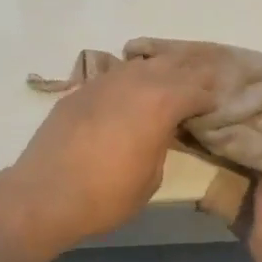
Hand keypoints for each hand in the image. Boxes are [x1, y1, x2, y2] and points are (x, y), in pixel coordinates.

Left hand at [0, 48, 220, 256]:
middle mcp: (133, 83)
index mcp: (160, 103)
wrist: (45, 194)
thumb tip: (160, 131)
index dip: (210, 95)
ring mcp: (102, 83)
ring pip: (139, 65)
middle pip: (170, 65)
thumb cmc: (106, 196)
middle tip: (204, 77)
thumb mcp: (151, 178)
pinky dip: (128, 79)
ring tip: (169, 77)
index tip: (217, 103)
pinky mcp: (79, 91)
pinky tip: (129, 89)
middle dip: (190, 71)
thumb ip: (162, 144)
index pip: (196, 88)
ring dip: (158, 69)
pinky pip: (112, 76)